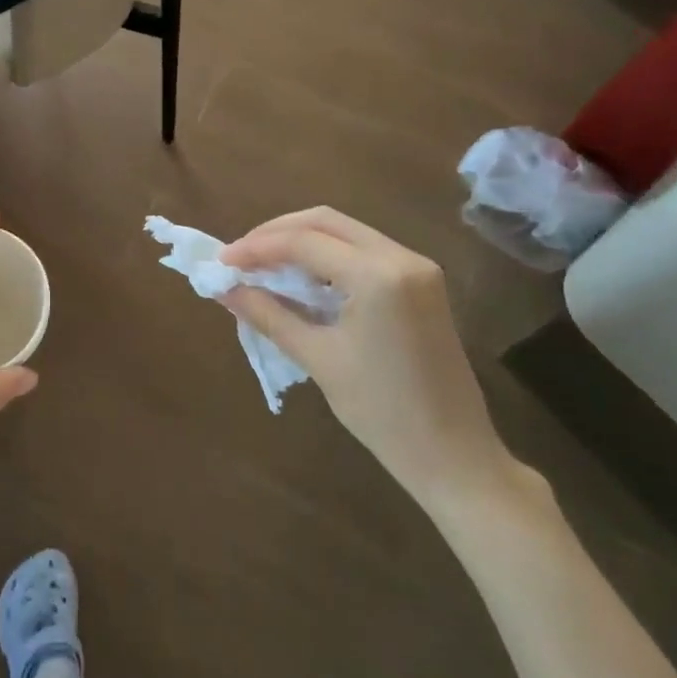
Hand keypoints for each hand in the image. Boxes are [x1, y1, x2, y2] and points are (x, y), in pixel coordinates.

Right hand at [220, 207, 516, 514]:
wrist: (455, 456)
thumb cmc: (382, 412)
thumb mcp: (318, 359)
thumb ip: (268, 314)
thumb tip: (225, 289)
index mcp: (378, 275)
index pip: (304, 241)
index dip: (257, 247)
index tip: (221, 261)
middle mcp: (401, 257)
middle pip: (325, 221)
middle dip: (277, 233)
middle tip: (241, 256)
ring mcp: (416, 267)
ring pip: (345, 231)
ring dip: (301, 240)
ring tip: (263, 264)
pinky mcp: (420, 281)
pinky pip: (364, 250)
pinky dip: (327, 255)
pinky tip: (302, 276)